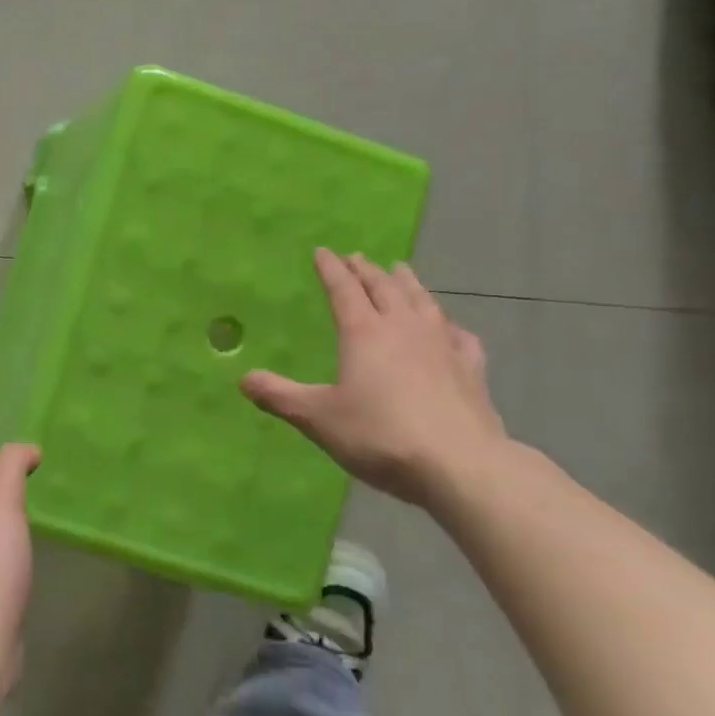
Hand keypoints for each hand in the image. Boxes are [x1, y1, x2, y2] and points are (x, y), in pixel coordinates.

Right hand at [242, 250, 505, 506]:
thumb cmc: (380, 435)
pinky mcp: (471, 369)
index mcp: (363, 333)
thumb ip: (280, 396)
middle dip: (367, 270)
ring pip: (423, 301)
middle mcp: (403, 328)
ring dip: (408, 283)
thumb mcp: (318, 418)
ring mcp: (442, 345)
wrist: (459, 464)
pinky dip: (448, 323)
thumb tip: (243, 379)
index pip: (343, 290)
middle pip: (384, 287)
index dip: (331, 269)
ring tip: (400, 270)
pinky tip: (450, 327)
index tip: (323, 251)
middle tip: (357, 257)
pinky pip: (459, 335)